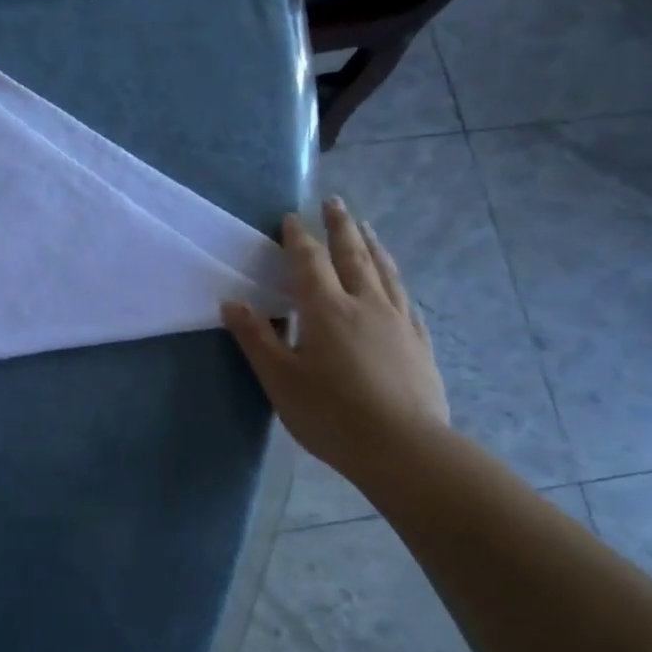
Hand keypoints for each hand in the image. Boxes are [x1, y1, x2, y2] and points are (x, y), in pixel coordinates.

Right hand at [222, 198, 448, 482]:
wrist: (404, 448)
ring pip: (385, 271)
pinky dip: (396, 280)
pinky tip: (396, 283)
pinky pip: (406, 299)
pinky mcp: (419, 342)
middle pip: (353, 254)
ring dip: (372, 244)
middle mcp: (365, 304)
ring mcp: (398, 321)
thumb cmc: (332, 415)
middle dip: (341, 226)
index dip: (298, 238)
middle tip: (334, 202)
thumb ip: (257, 338)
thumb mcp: (281, 380)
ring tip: (366, 227)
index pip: (310, 262)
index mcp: (327, 310)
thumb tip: (231, 302)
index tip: (291, 218)